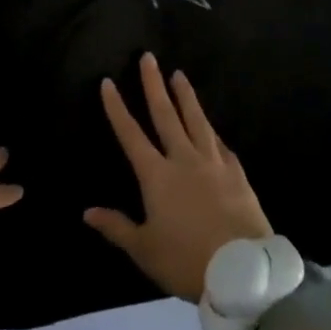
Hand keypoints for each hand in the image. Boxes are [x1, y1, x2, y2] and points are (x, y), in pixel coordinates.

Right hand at [84, 53, 272, 301]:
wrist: (243, 271)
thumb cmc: (187, 261)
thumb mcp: (145, 250)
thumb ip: (117, 227)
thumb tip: (87, 212)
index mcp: (157, 176)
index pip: (131, 134)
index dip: (117, 108)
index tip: (108, 82)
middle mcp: (183, 159)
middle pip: (166, 114)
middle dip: (153, 85)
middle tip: (148, 57)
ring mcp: (213, 163)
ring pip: (196, 120)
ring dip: (186, 96)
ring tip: (179, 75)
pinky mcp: (237, 173)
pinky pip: (220, 144)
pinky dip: (212, 131)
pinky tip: (211, 127)